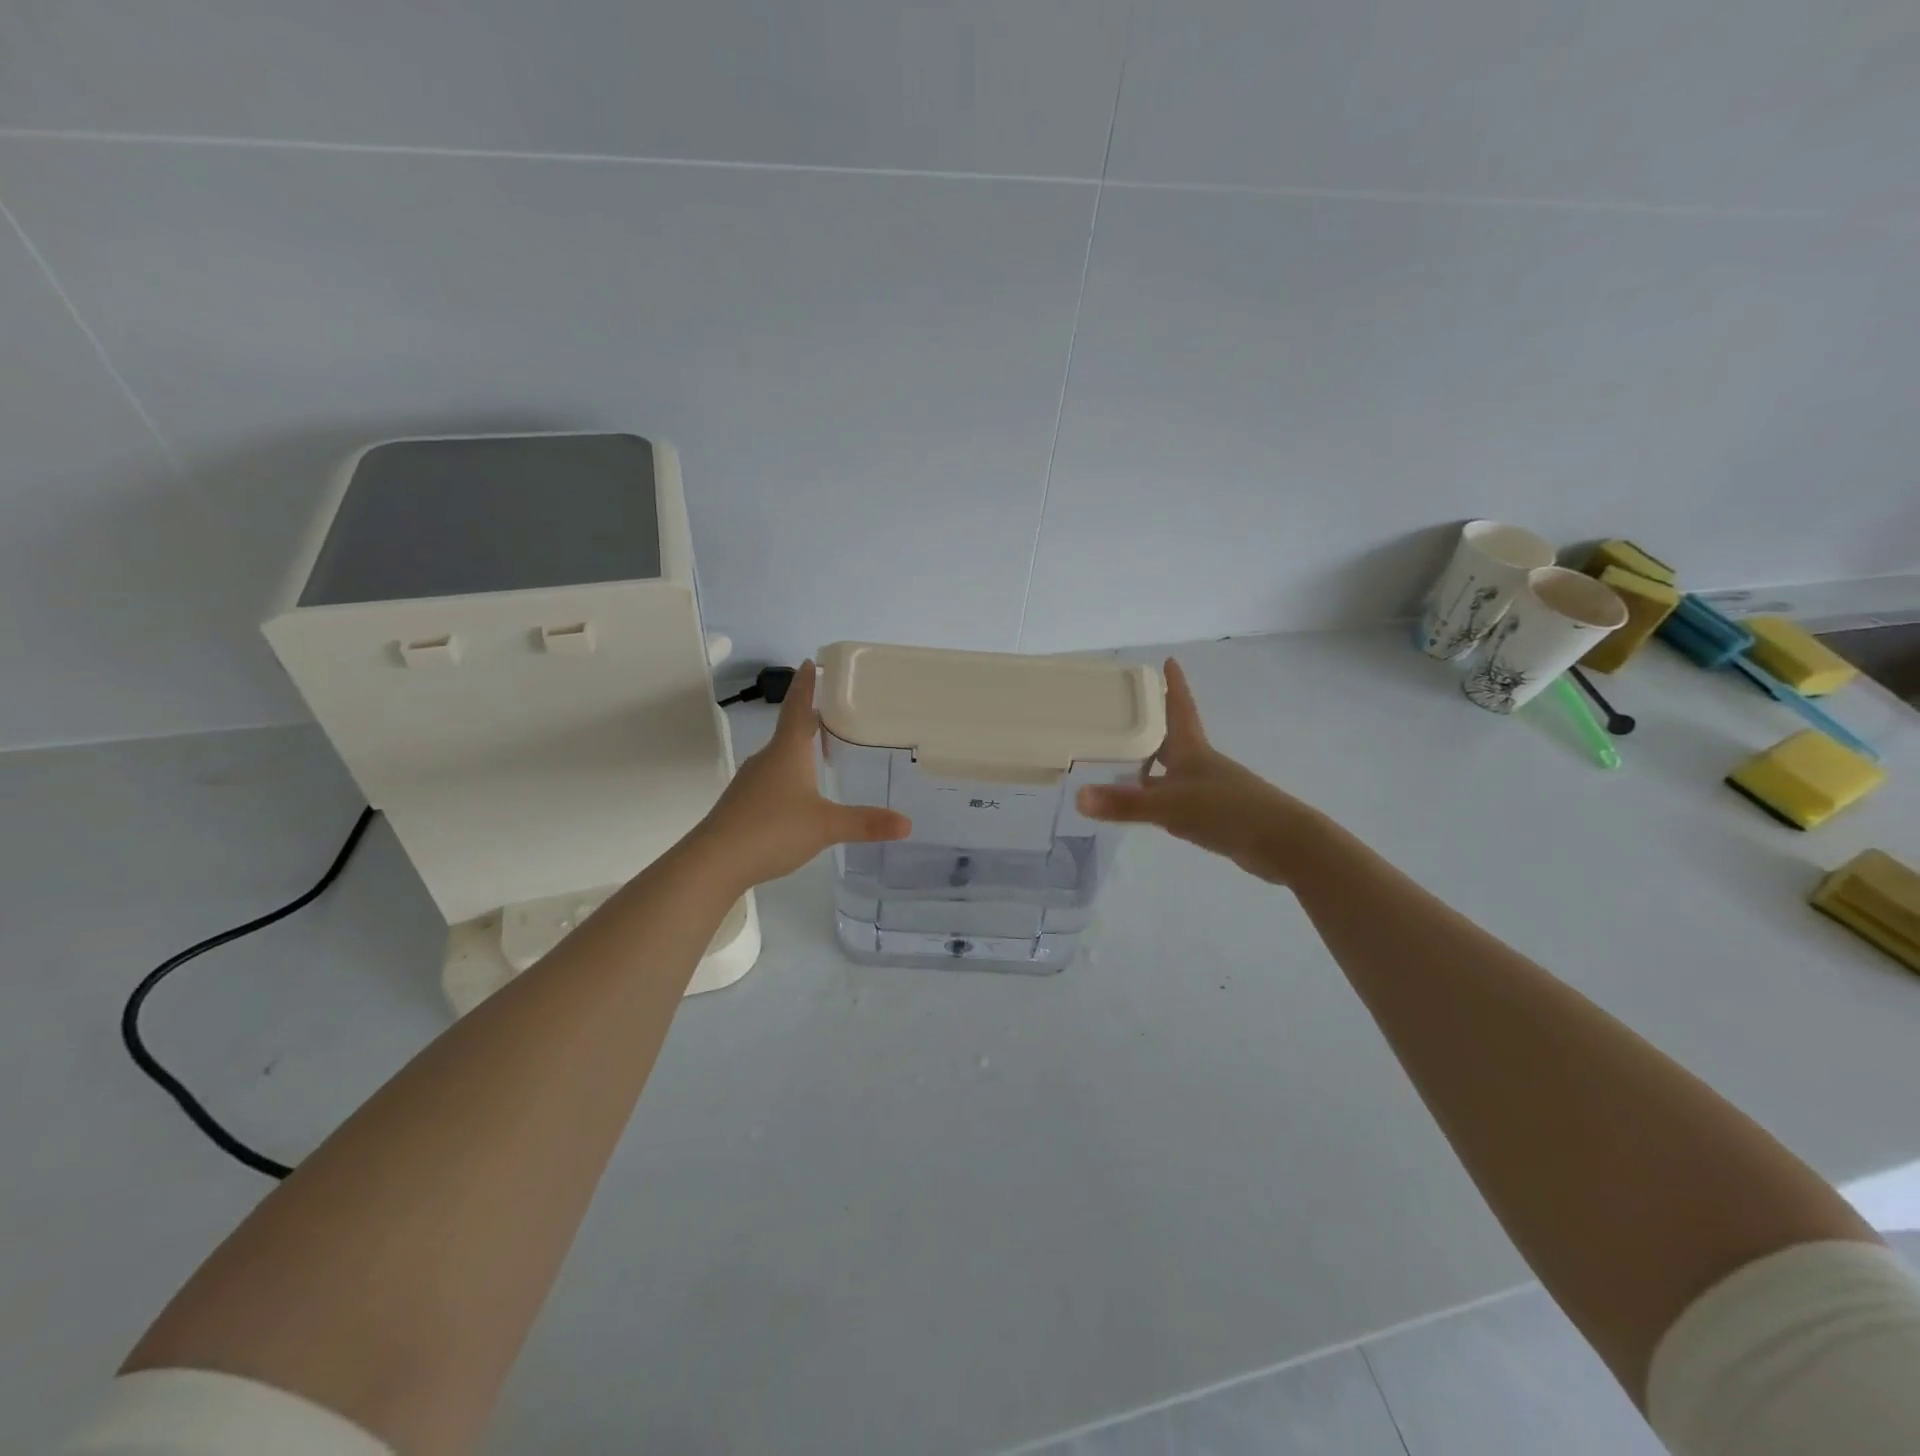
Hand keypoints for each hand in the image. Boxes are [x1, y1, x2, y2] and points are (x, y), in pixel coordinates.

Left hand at [695, 660, 910, 888]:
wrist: (714, 861)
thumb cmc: (772, 830)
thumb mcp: (826, 826)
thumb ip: (865, 823)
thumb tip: (907, 823)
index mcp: (787, 752)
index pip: (798, 708)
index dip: (805, 686)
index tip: (809, 662)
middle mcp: (766, 759)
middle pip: (789, 730)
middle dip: (807, 718)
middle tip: (827, 709)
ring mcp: (750, 782)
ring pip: (778, 756)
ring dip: (797, 748)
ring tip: (817, 751)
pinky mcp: (741, 804)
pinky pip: (770, 779)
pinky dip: (787, 775)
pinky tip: (796, 794)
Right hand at [1075, 658, 1320, 883]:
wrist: (1281, 843)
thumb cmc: (1228, 810)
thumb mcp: (1171, 806)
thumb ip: (1125, 804)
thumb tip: (1078, 797)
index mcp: (1193, 750)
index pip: (1180, 708)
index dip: (1174, 685)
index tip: (1168, 660)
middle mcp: (1200, 765)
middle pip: (1172, 738)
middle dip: (1152, 726)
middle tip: (1124, 714)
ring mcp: (1209, 790)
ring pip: (1172, 770)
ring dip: (1151, 764)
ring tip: (1121, 762)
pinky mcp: (1213, 815)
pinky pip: (1178, 798)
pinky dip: (1159, 796)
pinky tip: (1147, 807)